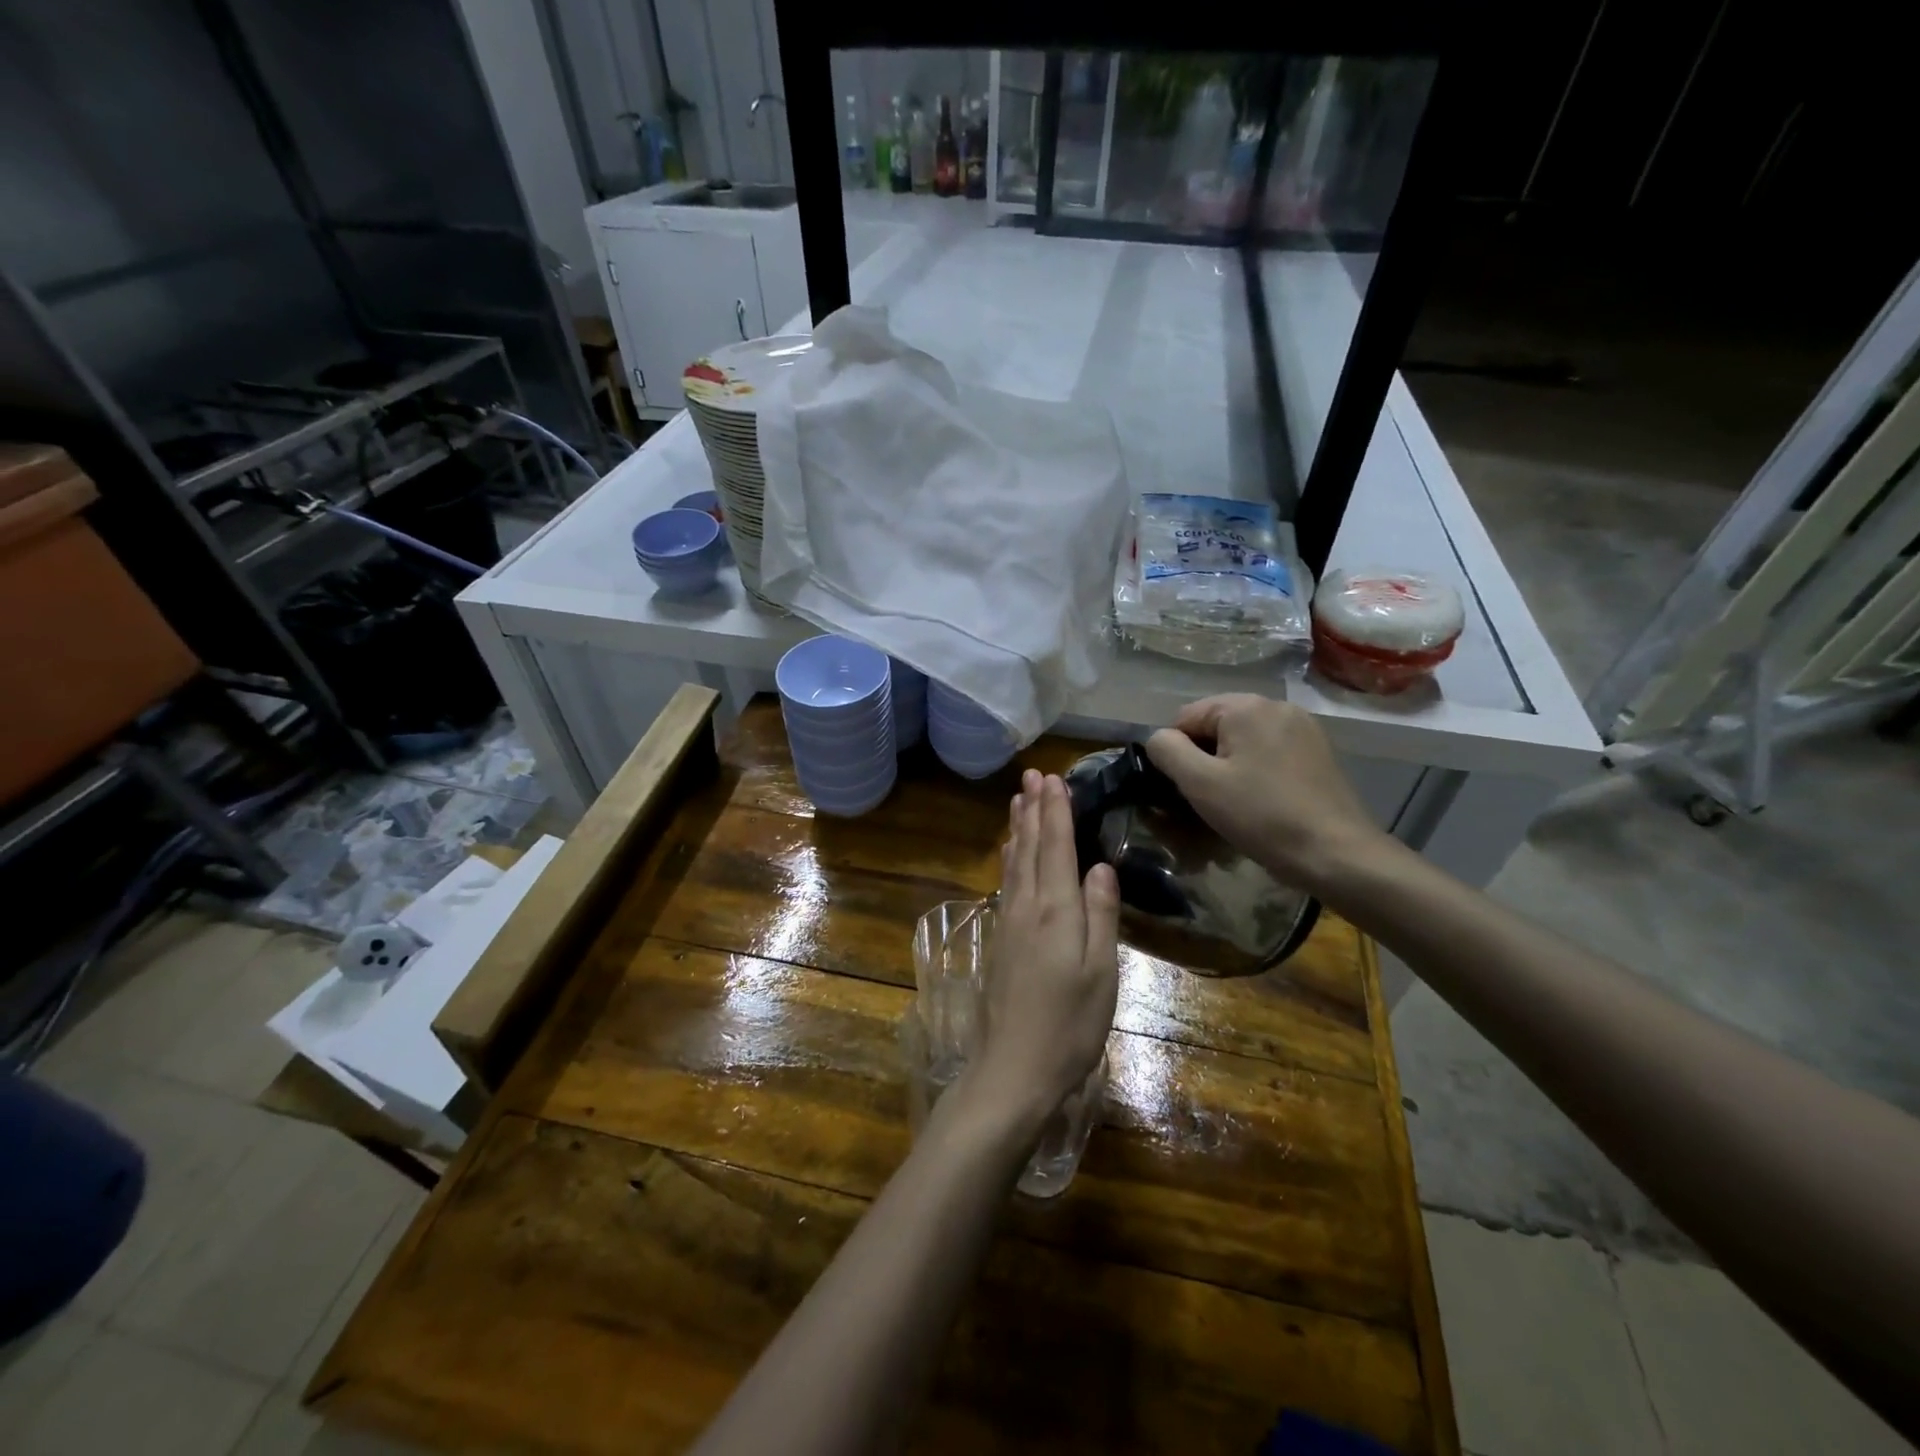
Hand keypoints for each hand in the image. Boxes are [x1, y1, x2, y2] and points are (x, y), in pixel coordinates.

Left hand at [965, 770, 1119, 1132]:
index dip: (1057, 812)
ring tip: (1018, 800)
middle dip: (1034, 809)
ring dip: (1019, 828)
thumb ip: (1100, 914)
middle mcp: (1027, 907)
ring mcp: (1009, 923)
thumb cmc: (1069, 1024)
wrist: (1014, 1068)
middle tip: (1032, 775)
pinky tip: (1010, 854)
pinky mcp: (1000, 940)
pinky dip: (1010, 858)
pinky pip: (1006, 882)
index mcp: (1056, 911)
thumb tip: (1100, 865)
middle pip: (1031, 847)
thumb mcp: (1101, 972)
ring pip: (1014, 862)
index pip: (1057, 848)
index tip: (1054, 779)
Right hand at [1144, 693, 1385, 895]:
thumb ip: (1167, 750)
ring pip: (1243, 740)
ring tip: (1234, 803)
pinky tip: (1262, 800)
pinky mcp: (1317, 750)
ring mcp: (1302, 727)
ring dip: (1229, 765)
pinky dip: (1255, 770)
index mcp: (1245, 706)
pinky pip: (1269, 751)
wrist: (1335, 853)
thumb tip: (1159, 738)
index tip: (1186, 788)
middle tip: (1208, 798)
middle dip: (1204, 758)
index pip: (1185, 717)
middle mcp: (1276, 705)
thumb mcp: (1200, 784)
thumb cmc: (1261, 816)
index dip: (1176, 752)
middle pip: (1216, 725)